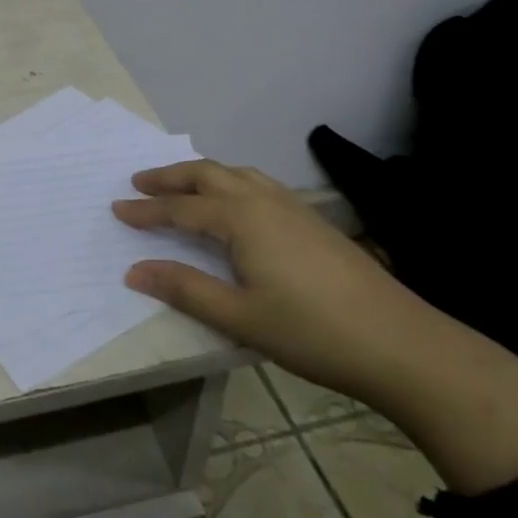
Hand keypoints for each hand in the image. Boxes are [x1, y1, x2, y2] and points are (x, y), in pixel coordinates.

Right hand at [113, 159, 431, 407]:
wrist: (401, 343)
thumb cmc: (312, 332)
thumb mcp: (240, 317)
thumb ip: (184, 289)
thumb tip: (134, 270)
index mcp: (240, 218)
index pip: (180, 208)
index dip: (146, 210)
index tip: (116, 208)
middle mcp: (263, 200)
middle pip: (206, 174)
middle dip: (170, 176)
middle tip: (139, 182)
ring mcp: (293, 206)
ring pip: (236, 173)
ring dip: (201, 175)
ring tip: (181, 186)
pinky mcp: (313, 219)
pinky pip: (258, 183)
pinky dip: (231, 182)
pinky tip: (236, 204)